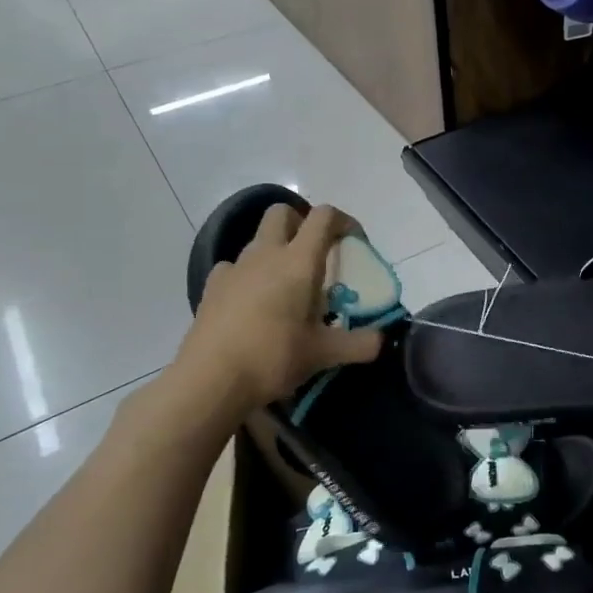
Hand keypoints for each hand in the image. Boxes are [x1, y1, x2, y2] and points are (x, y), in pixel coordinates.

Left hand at [160, 203, 381, 420]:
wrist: (210, 380)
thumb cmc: (273, 357)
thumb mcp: (325, 354)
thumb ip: (360, 344)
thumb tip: (382, 341)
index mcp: (299, 261)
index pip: (324, 217)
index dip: (343, 221)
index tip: (354, 242)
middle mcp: (266, 254)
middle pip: (282, 213)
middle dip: (301, 223)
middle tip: (315, 254)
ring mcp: (234, 268)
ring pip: (257, 240)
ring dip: (275, 251)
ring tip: (286, 288)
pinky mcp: (212, 287)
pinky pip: (234, 267)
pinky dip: (248, 276)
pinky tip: (253, 303)